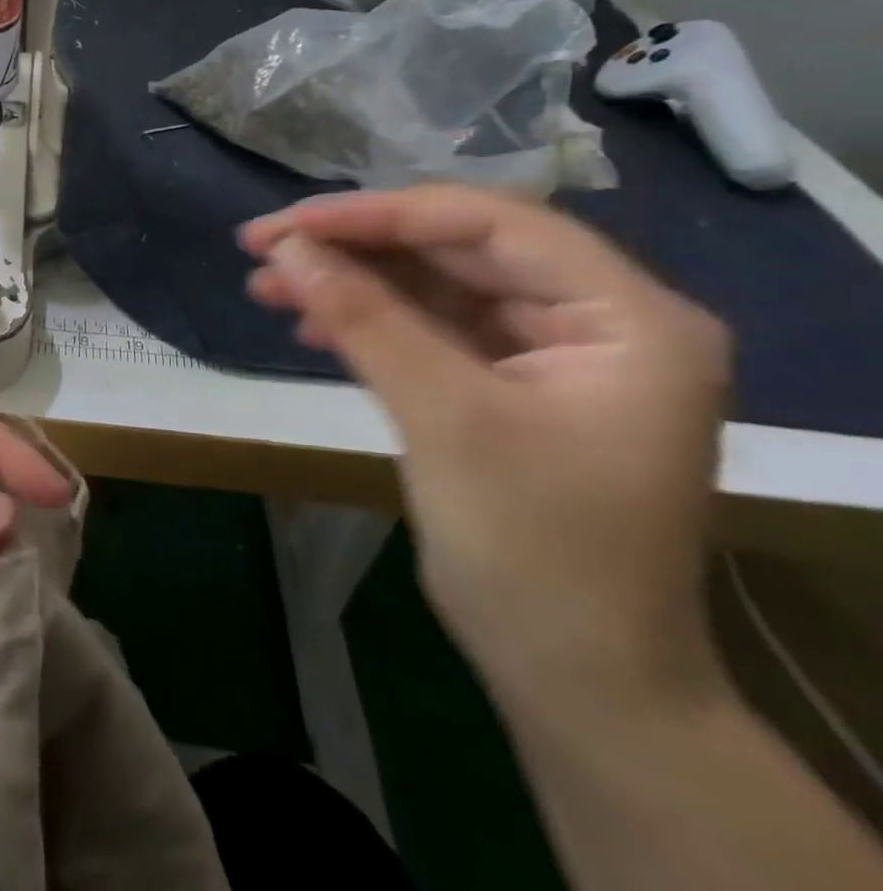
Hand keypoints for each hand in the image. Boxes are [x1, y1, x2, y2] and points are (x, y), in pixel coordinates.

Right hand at [240, 185, 731, 719]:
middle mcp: (597, 319)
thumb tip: (285, 246)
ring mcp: (550, 352)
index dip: (381, 213)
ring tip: (266, 283)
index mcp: (628, 317)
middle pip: (456, 248)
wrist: (574, 678)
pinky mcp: (506, 384)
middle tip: (262, 246)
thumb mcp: (445, 419)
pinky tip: (307, 323)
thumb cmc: (536, 549)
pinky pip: (427, 327)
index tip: (290, 223)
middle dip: (353, 246)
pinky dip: (365, 320)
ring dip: (348, 281)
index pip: (491, 223)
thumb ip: (365, 319)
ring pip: (431, 284)